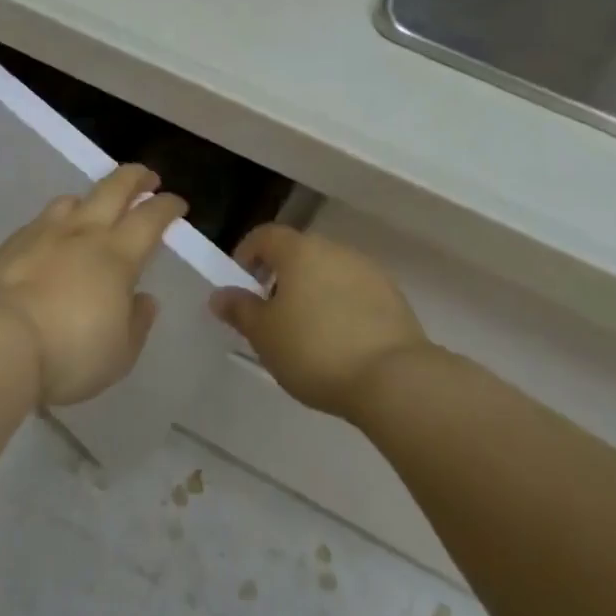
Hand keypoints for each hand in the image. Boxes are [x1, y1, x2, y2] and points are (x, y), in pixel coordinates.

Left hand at [0, 165, 186, 406]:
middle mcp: (82, 233)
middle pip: (113, 189)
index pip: (150, 218)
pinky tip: (51, 239)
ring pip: (72, 199)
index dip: (167, 206)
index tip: (177, 202)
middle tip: (147, 177)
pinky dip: (56, 222)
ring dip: (91, 198)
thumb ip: (137, 323)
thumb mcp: (119, 353)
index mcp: (117, 256)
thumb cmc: (69, 353)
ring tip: (95, 207)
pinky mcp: (11, 244)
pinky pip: (41, 221)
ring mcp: (43, 233)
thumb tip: (144, 299)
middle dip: (135, 177)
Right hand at [208, 225, 429, 415]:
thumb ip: (240, 310)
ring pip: (328, 272)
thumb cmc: (314, 349)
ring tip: (306, 332)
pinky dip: (341, 307)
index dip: (247, 254)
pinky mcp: (394, 298)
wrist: (394, 380)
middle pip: (298, 252)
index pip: (264, 235)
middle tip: (271, 313)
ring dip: (312, 291)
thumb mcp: (264, 335)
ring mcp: (368, 271)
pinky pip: (355, 293)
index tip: (241, 284)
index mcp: (299, 250)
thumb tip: (220, 295)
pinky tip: (339, 342)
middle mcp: (334, 249)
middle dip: (280, 276)